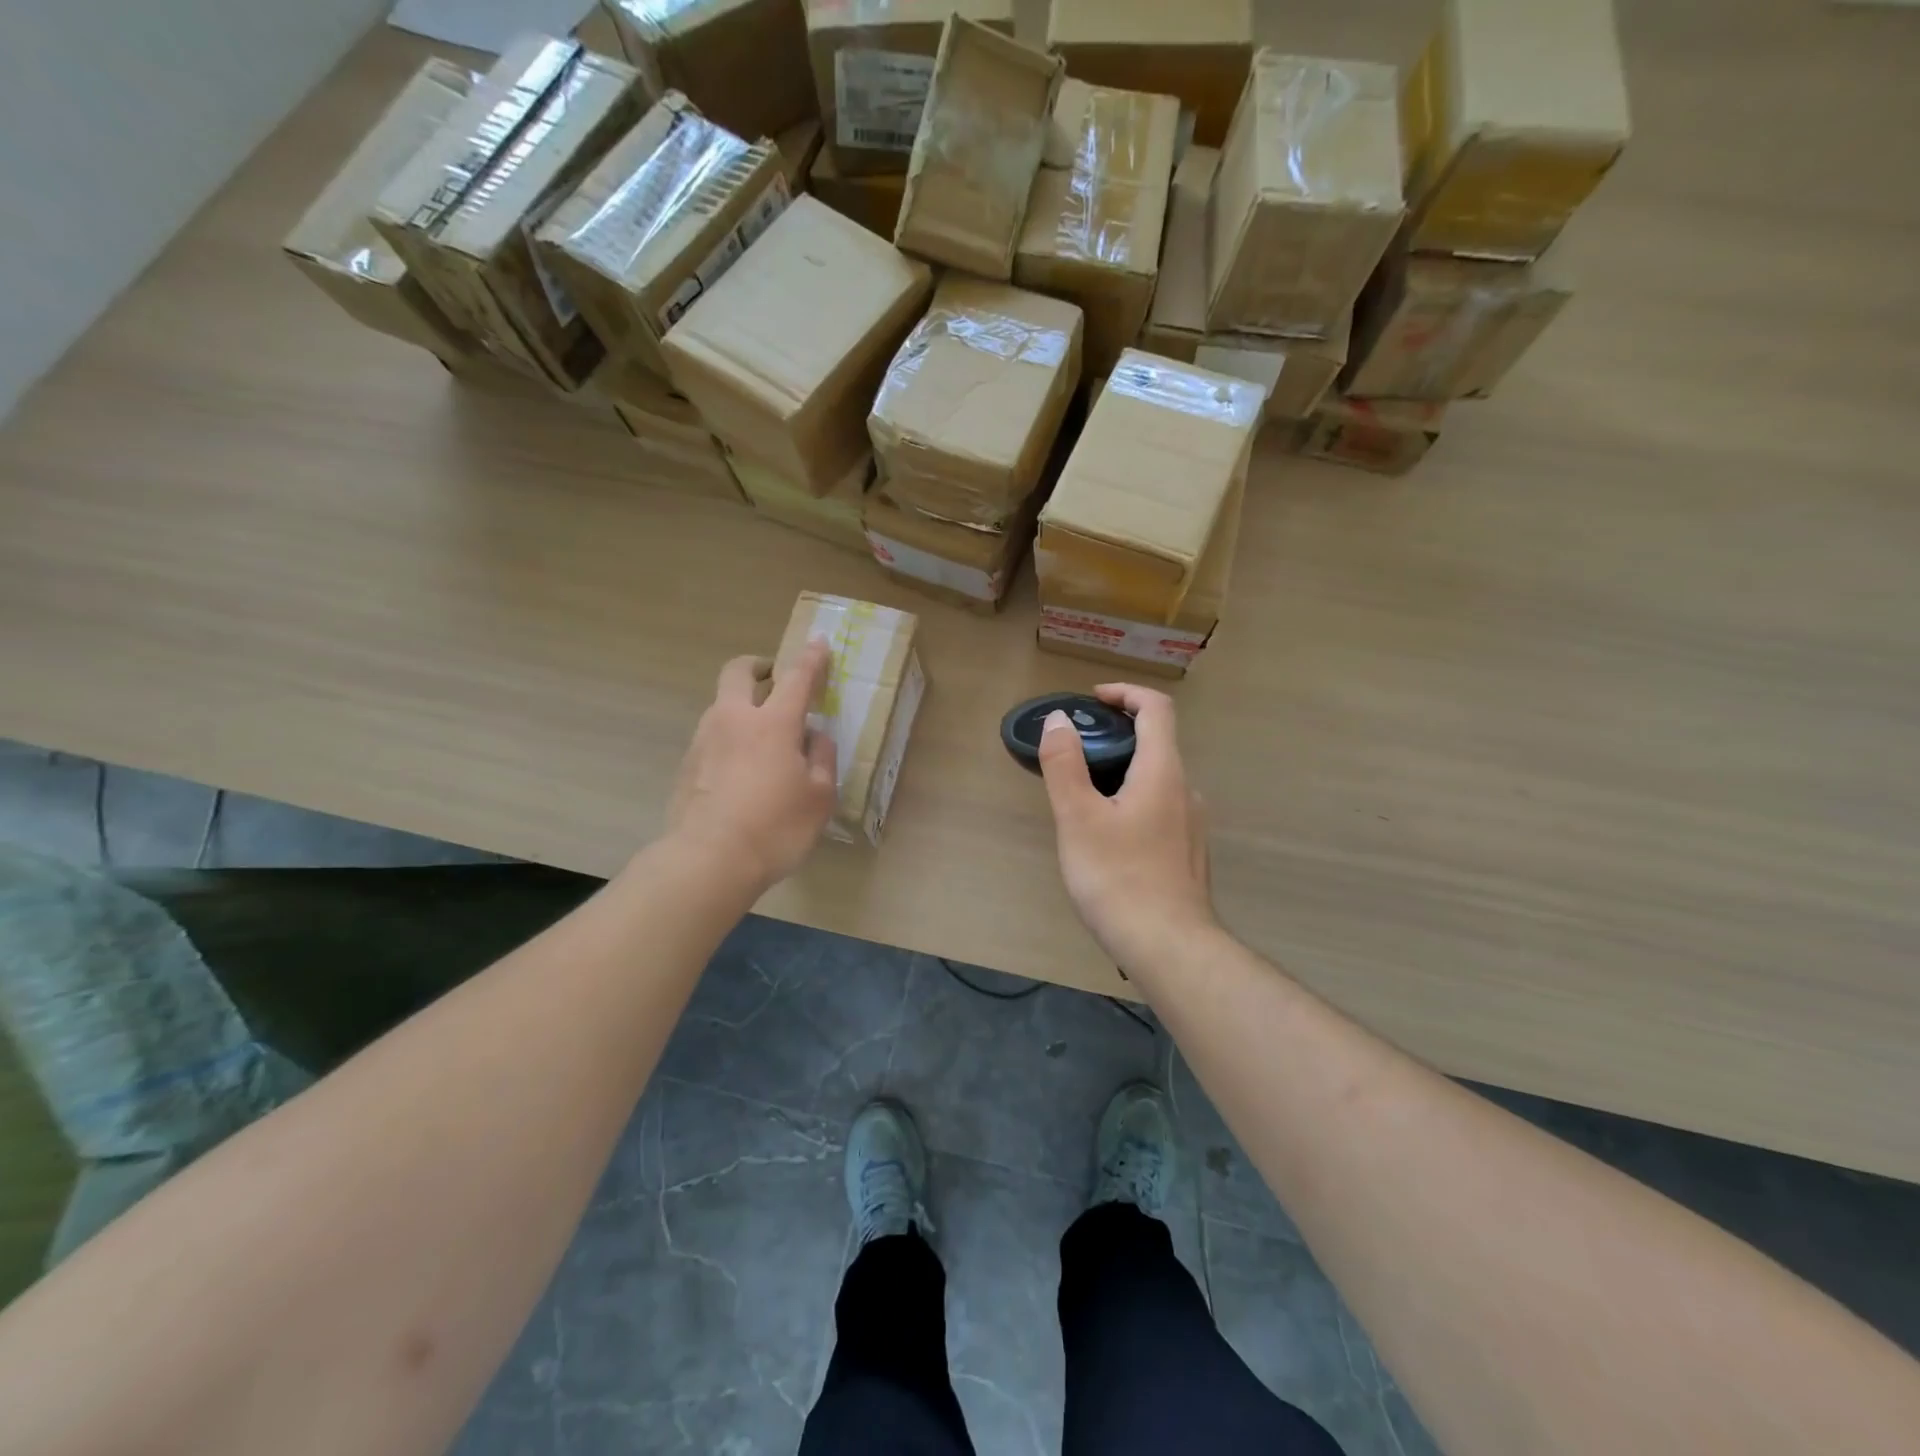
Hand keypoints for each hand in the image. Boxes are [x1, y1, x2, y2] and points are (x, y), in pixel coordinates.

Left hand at [665, 645, 836, 891]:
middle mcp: (733, 720)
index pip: (797, 678)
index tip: (818, 642)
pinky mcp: (686, 766)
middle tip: (774, 679)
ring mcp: (704, 741)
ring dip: (742, 705)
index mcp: (772, 723)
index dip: (811, 659)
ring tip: (762, 737)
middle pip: (738, 672)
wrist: (709, 861)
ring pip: (721, 705)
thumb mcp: (819, 797)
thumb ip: (822, 759)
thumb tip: (816, 737)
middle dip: (758, 666)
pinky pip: (712, 737)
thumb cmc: (776, 827)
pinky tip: (740, 771)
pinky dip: (729, 739)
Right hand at [1038, 684, 1215, 968]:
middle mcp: (1186, 790)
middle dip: (1117, 734)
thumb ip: (1065, 765)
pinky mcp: (1188, 853)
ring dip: (1123, 771)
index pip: (1157, 708)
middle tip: (1075, 752)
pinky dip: (1133, 801)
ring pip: (1157, 780)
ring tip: (1083, 798)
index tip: (1092, 700)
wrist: (1169, 947)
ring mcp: (1192, 824)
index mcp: (1163, 771)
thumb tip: (1059, 720)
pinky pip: (1160, 809)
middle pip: (1157, 743)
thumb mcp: (1078, 818)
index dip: (1126, 693)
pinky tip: (1108, 838)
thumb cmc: (1118, 877)